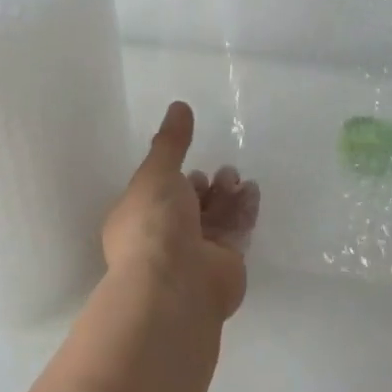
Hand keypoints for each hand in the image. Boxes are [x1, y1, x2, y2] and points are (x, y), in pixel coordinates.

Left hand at [102, 102, 257, 322]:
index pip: (159, 196)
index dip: (177, 179)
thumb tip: (179, 106)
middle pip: (191, 207)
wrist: (176, 285)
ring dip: (228, 196)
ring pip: (215, 219)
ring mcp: (195, 255)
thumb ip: (171, 141)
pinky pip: (235, 232)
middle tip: (224, 172)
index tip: (194, 165)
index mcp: (139, 220)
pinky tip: (252, 192)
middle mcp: (165, 239)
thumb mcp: (157, 173)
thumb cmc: (155, 225)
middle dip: (208, 187)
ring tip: (238, 179)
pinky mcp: (224, 266)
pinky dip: (244, 211)